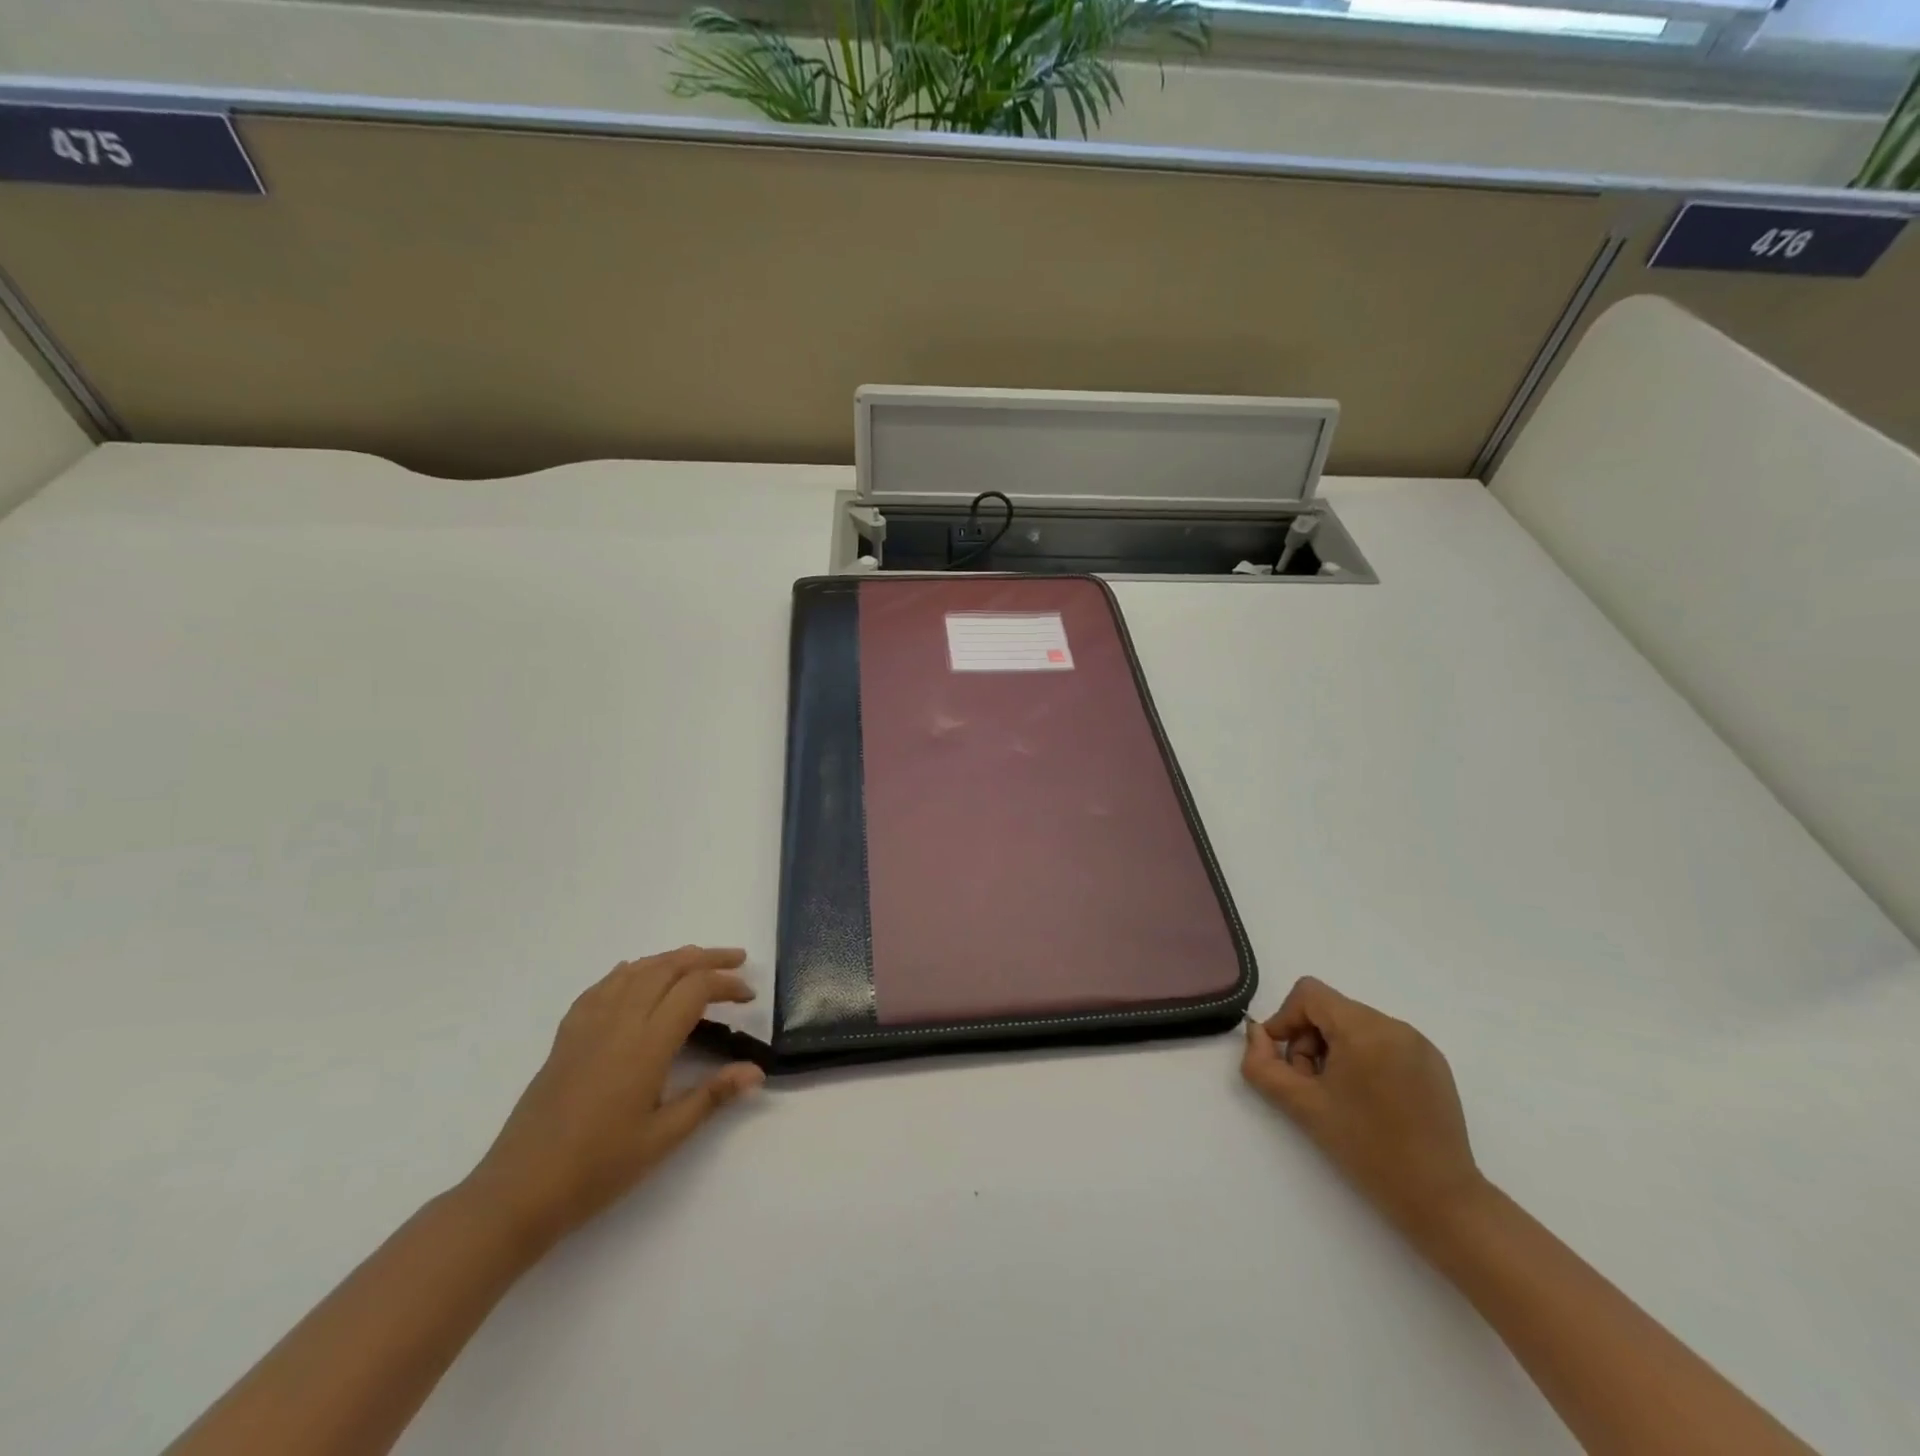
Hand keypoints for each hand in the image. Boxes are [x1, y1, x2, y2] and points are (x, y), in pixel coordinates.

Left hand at [464, 946, 764, 1248]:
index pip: (694, 990)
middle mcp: (619, 1022)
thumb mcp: (664, 1137)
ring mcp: (588, 1025)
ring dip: (671, 959)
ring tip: (697, 962)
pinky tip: (635, 976)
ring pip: (636, 971)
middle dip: (706, 958)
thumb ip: (712, 1096)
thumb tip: (756, 1071)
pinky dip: (630, 972)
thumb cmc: (598, 1168)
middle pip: (668, 968)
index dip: (726, 984)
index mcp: (647, 1044)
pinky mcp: (567, 1036)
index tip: (749, 997)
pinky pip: (602, 987)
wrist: (519, 1191)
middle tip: (736, 961)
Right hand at [1241, 976, 1487, 1242]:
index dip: (1285, 1020)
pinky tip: (1368, 1101)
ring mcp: (1419, 1044)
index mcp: (1364, 1029)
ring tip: (1339, 1097)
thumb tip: (1257, 1033)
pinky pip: (1383, 1042)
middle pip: (1331, 1010)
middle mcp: (1394, 1025)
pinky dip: (1363, 1059)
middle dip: (1309, 1041)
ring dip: (1334, 1051)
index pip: (1309, 994)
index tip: (1284, 1061)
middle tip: (1311, 1086)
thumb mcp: (1302, 1106)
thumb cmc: (1366, 1149)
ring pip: (1355, 1026)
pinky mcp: (1433, 1064)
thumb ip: (1263, 1065)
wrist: (1441, 1200)